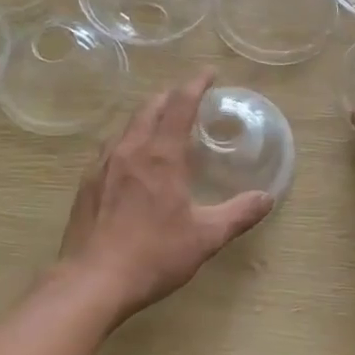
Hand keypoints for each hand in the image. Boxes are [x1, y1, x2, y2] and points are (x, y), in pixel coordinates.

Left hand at [58, 71, 273, 322]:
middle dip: (170, 96)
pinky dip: (127, 139)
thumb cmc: (153, 255)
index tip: (208, 73)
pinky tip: (130, 159)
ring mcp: (102, 165)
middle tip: (187, 97)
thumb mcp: (205, 237)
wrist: (91, 282)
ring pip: (126, 126)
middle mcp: (130, 150)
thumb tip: (267, 198)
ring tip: (160, 123)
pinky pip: (109, 147)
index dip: (195, 84)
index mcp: (161, 156)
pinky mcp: (86, 184)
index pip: (180, 105)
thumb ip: (238, 214)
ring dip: (146, 115)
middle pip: (149, 107)